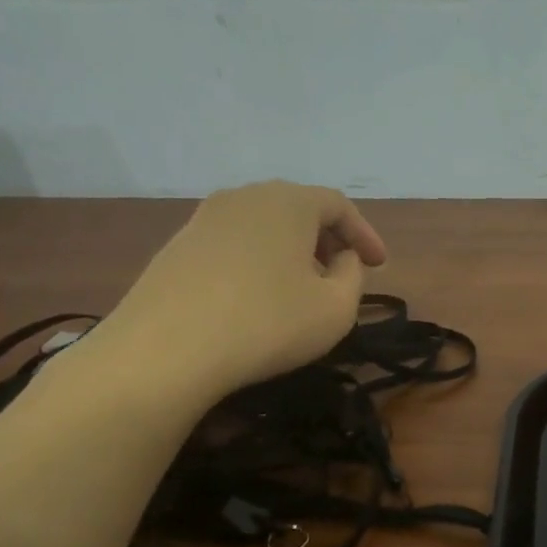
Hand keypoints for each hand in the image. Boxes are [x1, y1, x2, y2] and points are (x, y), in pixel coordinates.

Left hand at [85, 181, 386, 404]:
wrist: (165, 349)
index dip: (365, 234)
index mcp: (289, 202)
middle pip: (299, 208)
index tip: (380, 265)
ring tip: (304, 287)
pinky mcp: (178, 245)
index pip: (339, 205)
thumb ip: (354, 277)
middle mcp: (246, 196)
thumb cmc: (268, 323)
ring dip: (293, 250)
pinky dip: (259, 261)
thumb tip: (343, 260)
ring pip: (265, 225)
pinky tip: (260, 297)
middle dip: (328, 239)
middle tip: (344, 273)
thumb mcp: (336, 308)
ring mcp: (205, 218)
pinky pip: (235, 243)